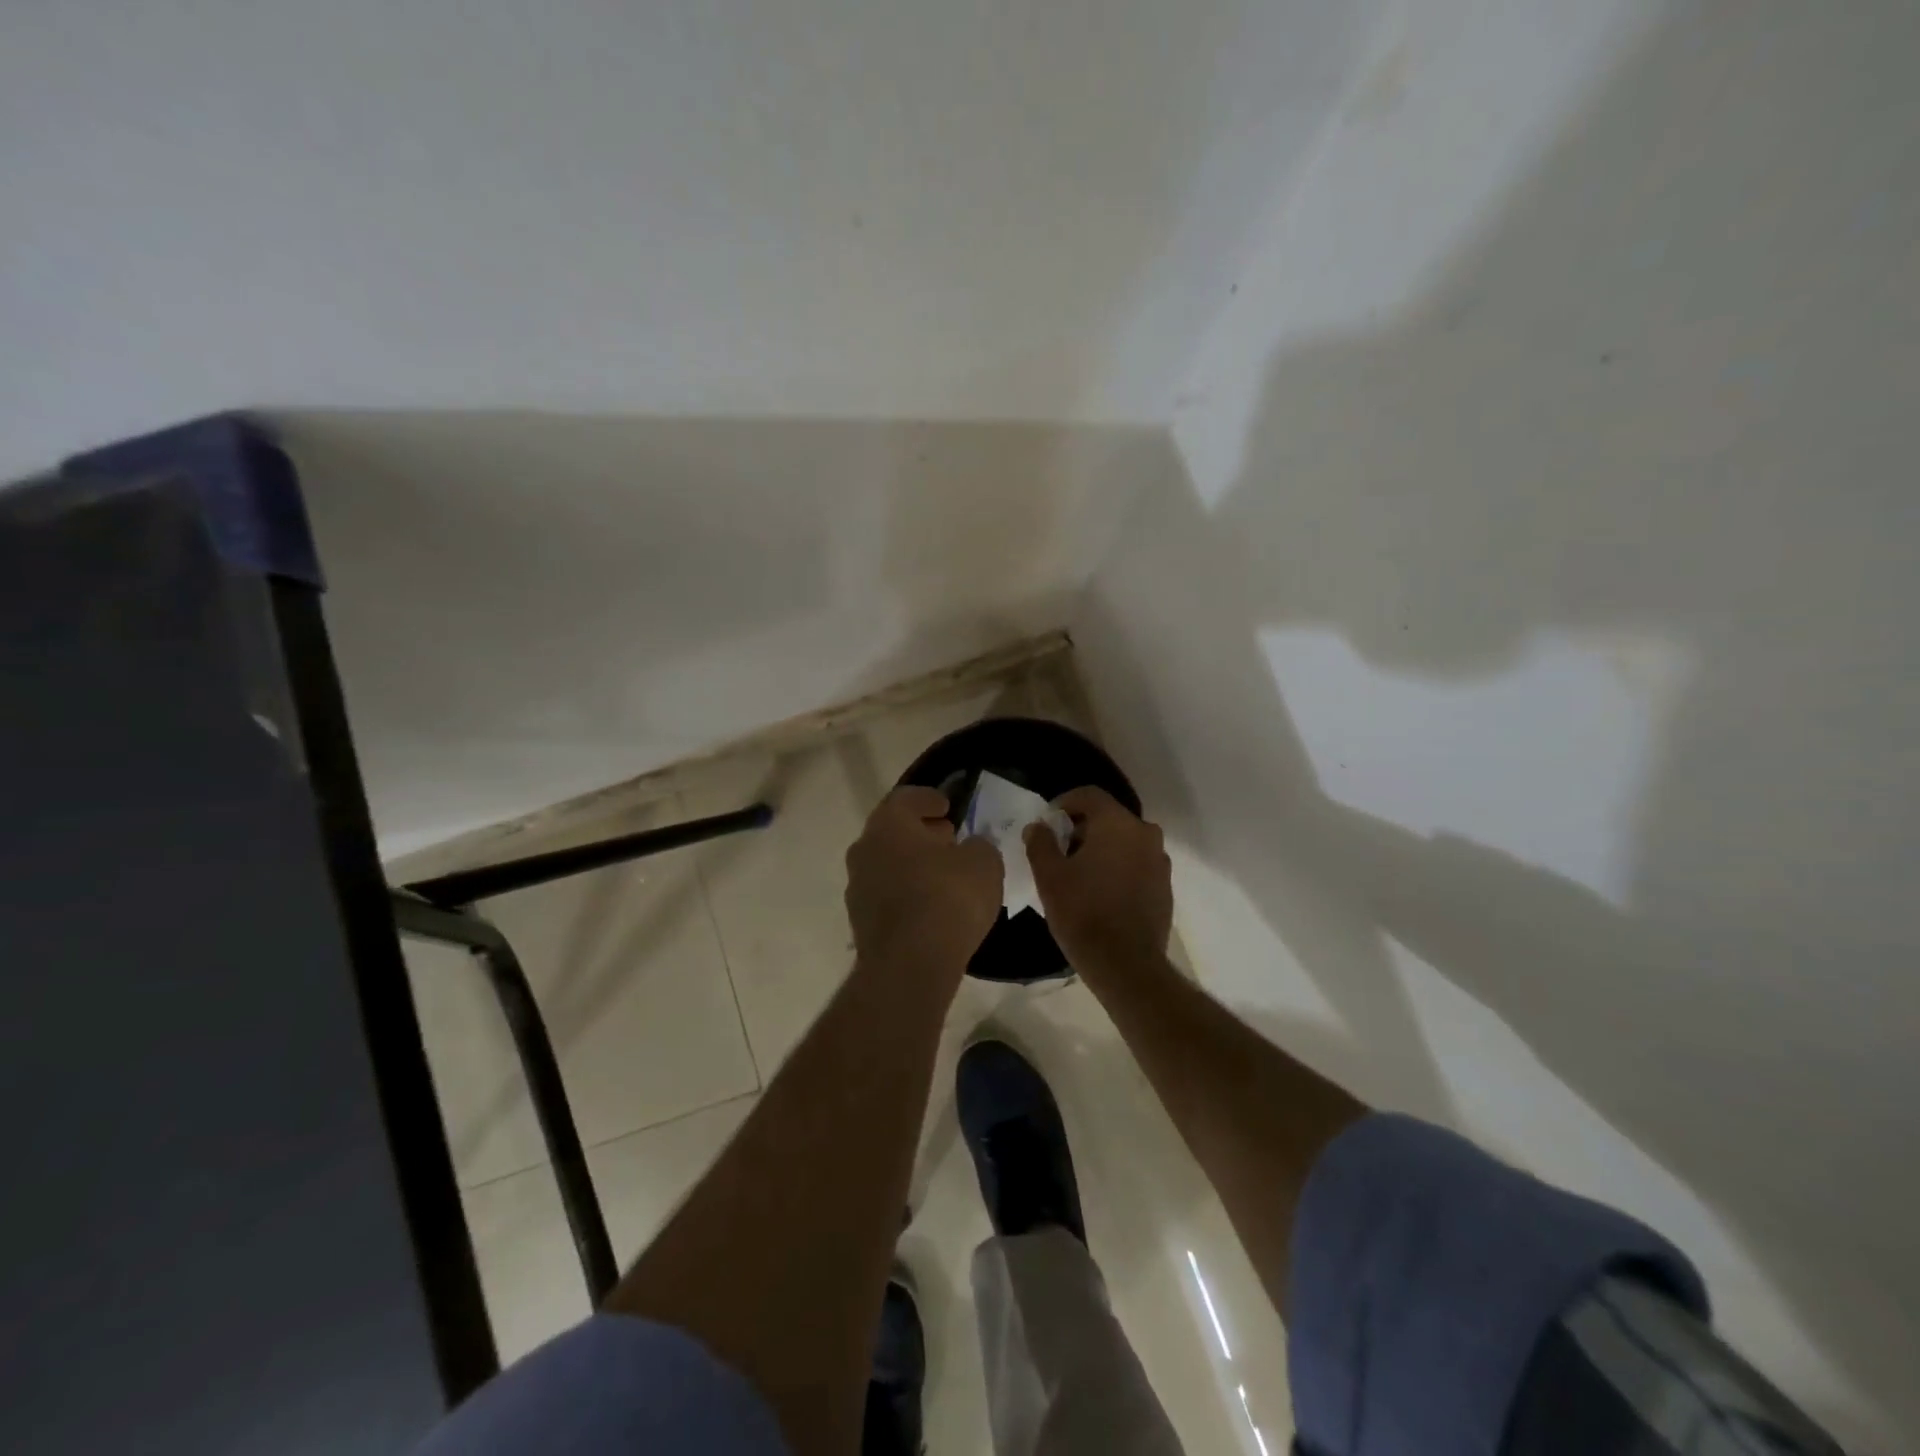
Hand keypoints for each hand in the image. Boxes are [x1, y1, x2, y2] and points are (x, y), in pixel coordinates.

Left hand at [846, 787, 1003, 983]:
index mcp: (889, 824)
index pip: (906, 798)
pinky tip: (931, 904)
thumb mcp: (983, 863)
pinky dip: (907, 891)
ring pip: (887, 863)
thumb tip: (970, 848)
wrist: (910, 965)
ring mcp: (857, 886)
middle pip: (893, 831)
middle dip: (921, 832)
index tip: (947, 806)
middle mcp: (864, 849)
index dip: (929, 798)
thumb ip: (978, 846)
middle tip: (948, 837)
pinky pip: (887, 894)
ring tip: (944, 873)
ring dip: (912, 863)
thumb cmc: (948, 899)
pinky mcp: (860, 921)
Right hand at [1025, 787, 1172, 975]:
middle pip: (1109, 817)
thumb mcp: (1049, 876)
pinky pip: (1137, 864)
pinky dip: (1118, 868)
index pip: (1089, 795)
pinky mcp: (1164, 886)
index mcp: (1118, 823)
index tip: (1048, 823)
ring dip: (1102, 849)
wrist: (1125, 964)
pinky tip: (1100, 892)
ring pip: (1124, 841)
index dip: (1064, 803)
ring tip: (1079, 874)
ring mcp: (1159, 861)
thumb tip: (1038, 827)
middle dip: (1082, 828)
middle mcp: (1145, 834)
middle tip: (1059, 851)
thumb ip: (1040, 843)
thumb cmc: (1083, 912)